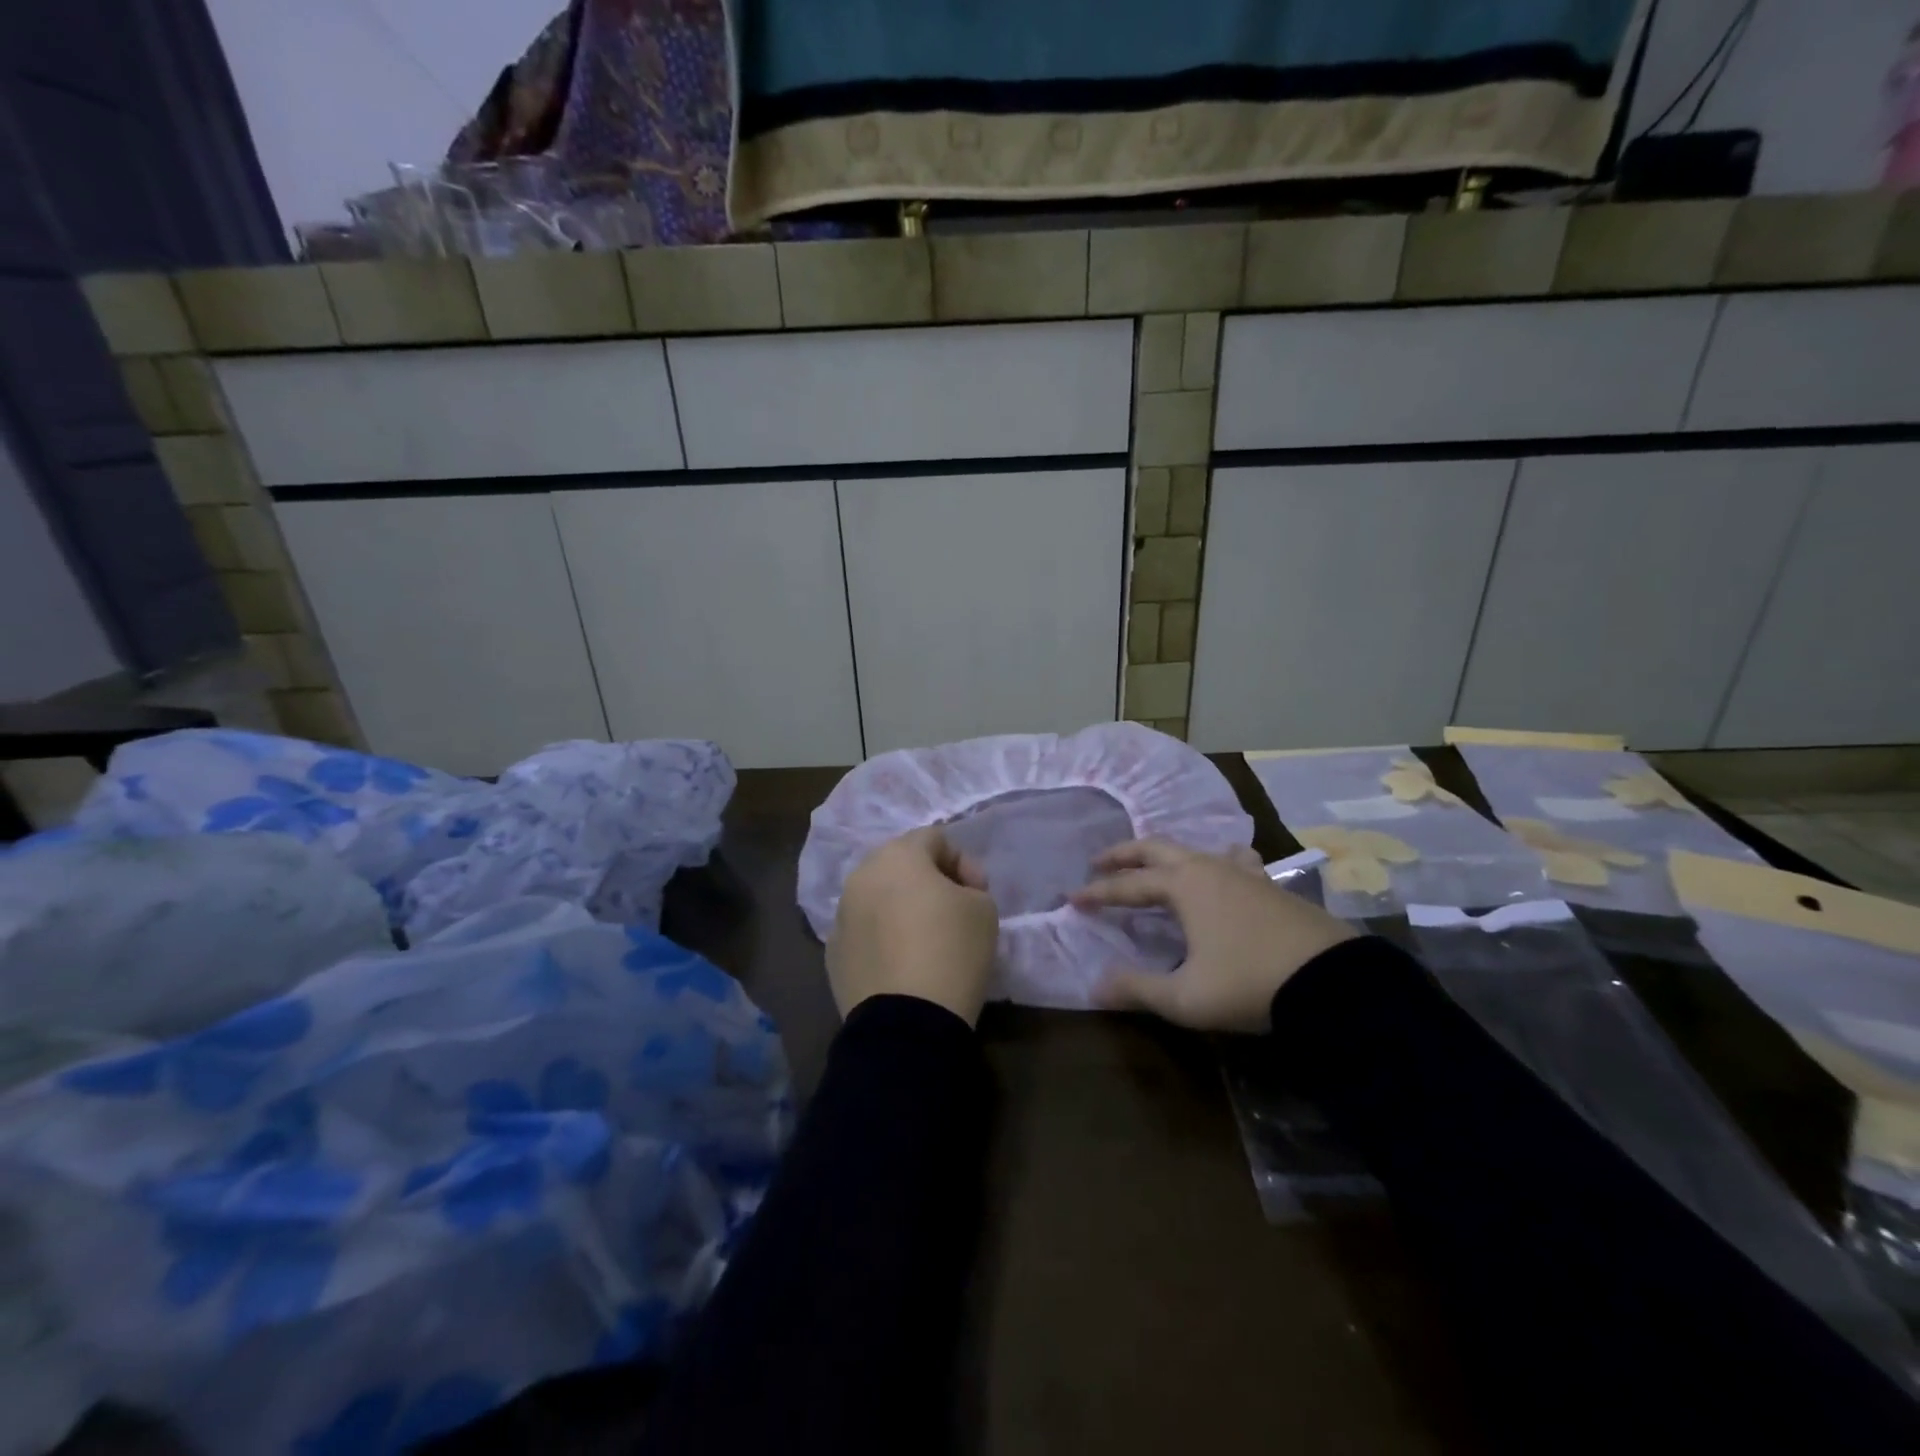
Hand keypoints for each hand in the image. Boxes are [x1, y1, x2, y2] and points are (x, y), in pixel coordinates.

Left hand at [827, 826, 999, 1026]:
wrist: (907, 1022)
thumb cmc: (952, 952)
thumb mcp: (984, 910)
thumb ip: (970, 887)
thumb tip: (952, 893)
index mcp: (897, 856)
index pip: (934, 838)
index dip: (963, 862)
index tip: (978, 894)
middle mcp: (861, 876)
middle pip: (899, 863)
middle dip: (928, 880)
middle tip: (952, 910)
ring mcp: (840, 915)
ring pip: (877, 896)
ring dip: (900, 907)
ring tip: (924, 939)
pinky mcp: (832, 952)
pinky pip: (864, 931)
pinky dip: (882, 938)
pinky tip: (901, 964)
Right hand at [1070, 839, 1357, 1032]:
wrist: (1332, 982)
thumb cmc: (1249, 984)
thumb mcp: (1185, 997)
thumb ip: (1137, 989)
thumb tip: (1095, 985)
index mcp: (1183, 886)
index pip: (1128, 885)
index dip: (1098, 893)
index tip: (1072, 898)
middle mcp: (1209, 868)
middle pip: (1156, 849)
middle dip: (1124, 854)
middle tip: (1099, 863)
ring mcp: (1244, 873)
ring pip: (1195, 850)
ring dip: (1166, 855)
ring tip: (1155, 866)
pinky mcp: (1270, 886)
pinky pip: (1233, 860)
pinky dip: (1215, 860)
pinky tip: (1224, 868)